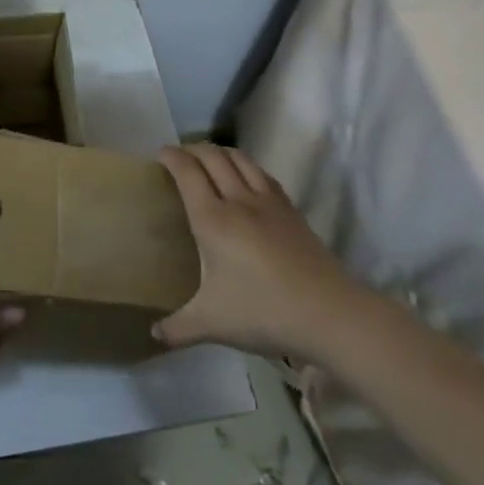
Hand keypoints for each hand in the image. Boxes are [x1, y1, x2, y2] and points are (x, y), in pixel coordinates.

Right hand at [153, 143, 349, 358]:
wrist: (329, 314)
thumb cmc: (262, 312)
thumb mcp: (211, 323)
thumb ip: (178, 328)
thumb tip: (154, 335)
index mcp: (212, 219)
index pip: (187, 173)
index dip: (172, 157)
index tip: (161, 153)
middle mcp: (238, 201)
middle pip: (214, 158)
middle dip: (193, 149)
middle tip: (180, 156)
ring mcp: (269, 203)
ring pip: (241, 160)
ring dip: (221, 152)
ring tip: (210, 159)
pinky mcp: (292, 212)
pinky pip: (263, 175)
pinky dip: (247, 166)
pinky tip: (247, 179)